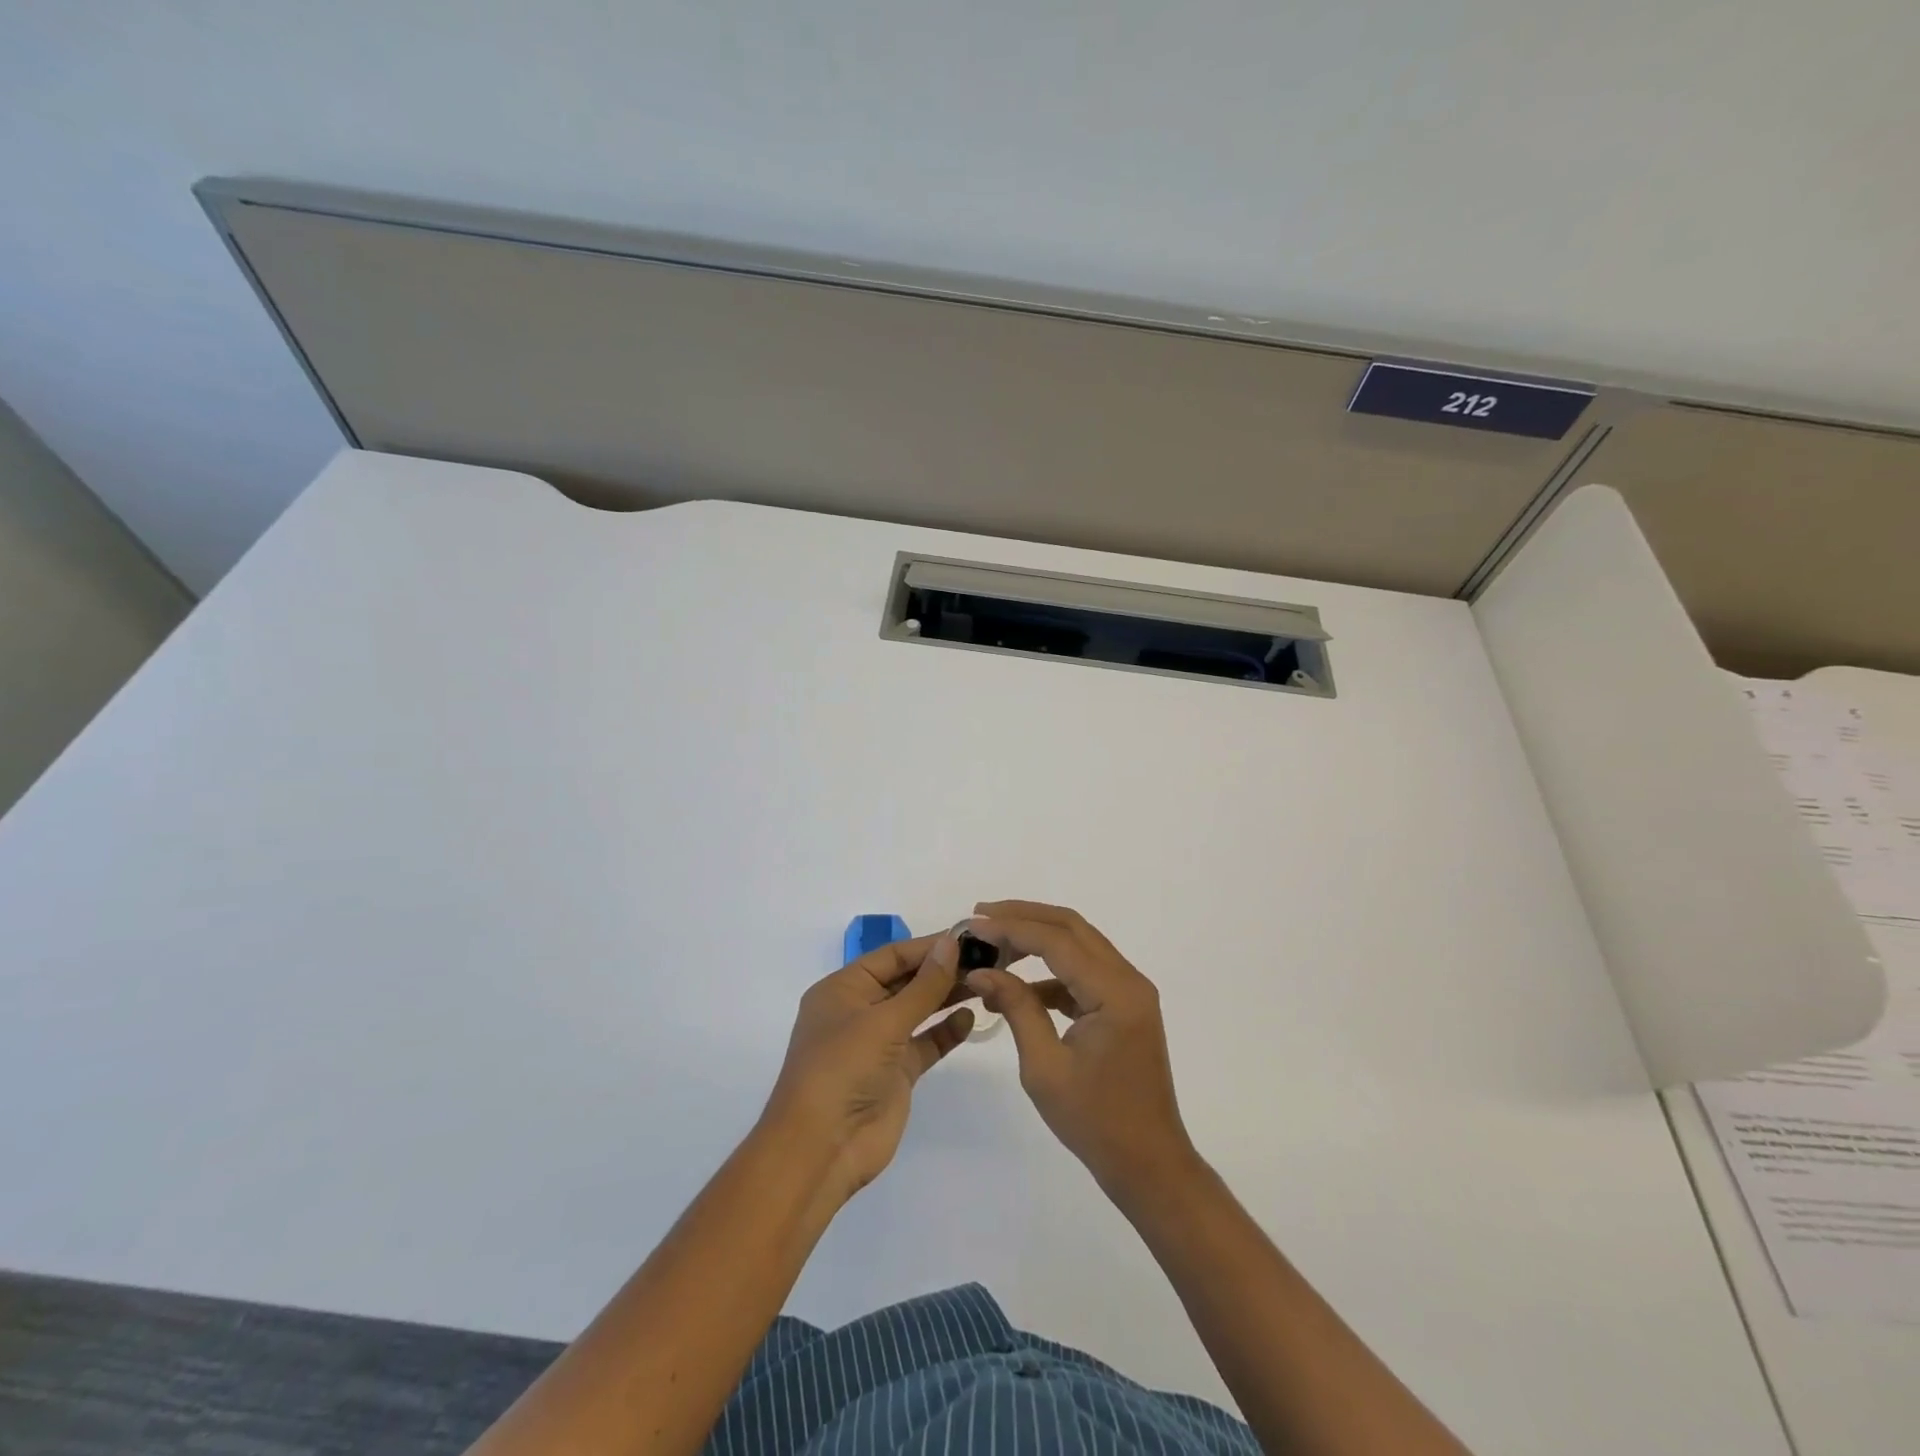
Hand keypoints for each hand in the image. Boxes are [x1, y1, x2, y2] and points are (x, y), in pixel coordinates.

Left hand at [763, 930, 973, 1206]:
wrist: (822, 1149)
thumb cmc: (842, 1069)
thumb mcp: (884, 1021)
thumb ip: (923, 985)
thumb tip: (951, 944)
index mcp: (843, 989)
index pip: (892, 956)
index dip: (928, 946)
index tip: (968, 937)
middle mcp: (859, 1011)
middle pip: (906, 980)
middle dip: (941, 970)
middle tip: (986, 958)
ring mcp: (878, 1044)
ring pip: (918, 1010)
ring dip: (947, 996)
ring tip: (986, 982)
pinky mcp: (895, 1073)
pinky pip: (925, 1043)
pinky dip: (946, 1031)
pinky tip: (971, 1018)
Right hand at [965, 901, 1197, 1198]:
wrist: (1148, 1164)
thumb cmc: (1095, 1122)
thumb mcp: (1045, 1066)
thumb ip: (1016, 1008)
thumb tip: (982, 971)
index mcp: (1115, 992)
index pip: (1058, 941)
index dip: (1013, 927)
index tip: (974, 925)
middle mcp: (1128, 980)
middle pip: (1072, 928)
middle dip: (1024, 916)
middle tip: (981, 916)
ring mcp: (1129, 992)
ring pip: (1078, 944)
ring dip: (1036, 939)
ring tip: (993, 946)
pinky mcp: (1123, 1006)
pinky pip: (1083, 972)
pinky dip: (1050, 972)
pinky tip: (1016, 988)